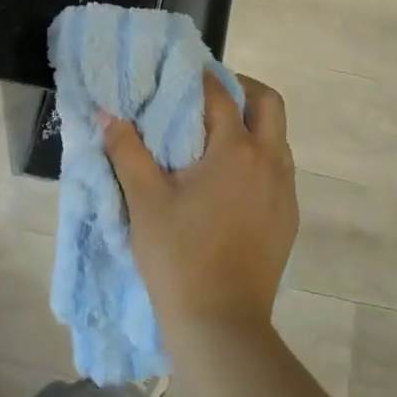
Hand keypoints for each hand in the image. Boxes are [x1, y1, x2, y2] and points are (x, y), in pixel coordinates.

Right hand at [103, 71, 297, 338]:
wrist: (221, 324)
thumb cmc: (178, 256)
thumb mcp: (144, 200)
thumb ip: (126, 150)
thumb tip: (107, 114)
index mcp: (236, 151)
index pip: (220, 96)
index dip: (199, 78)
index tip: (178, 72)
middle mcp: (270, 162)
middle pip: (268, 103)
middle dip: (241, 89)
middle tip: (207, 95)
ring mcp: (285, 191)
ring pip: (278, 136)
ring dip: (252, 124)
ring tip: (214, 135)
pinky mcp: (288, 217)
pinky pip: (279, 168)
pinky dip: (258, 156)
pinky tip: (228, 178)